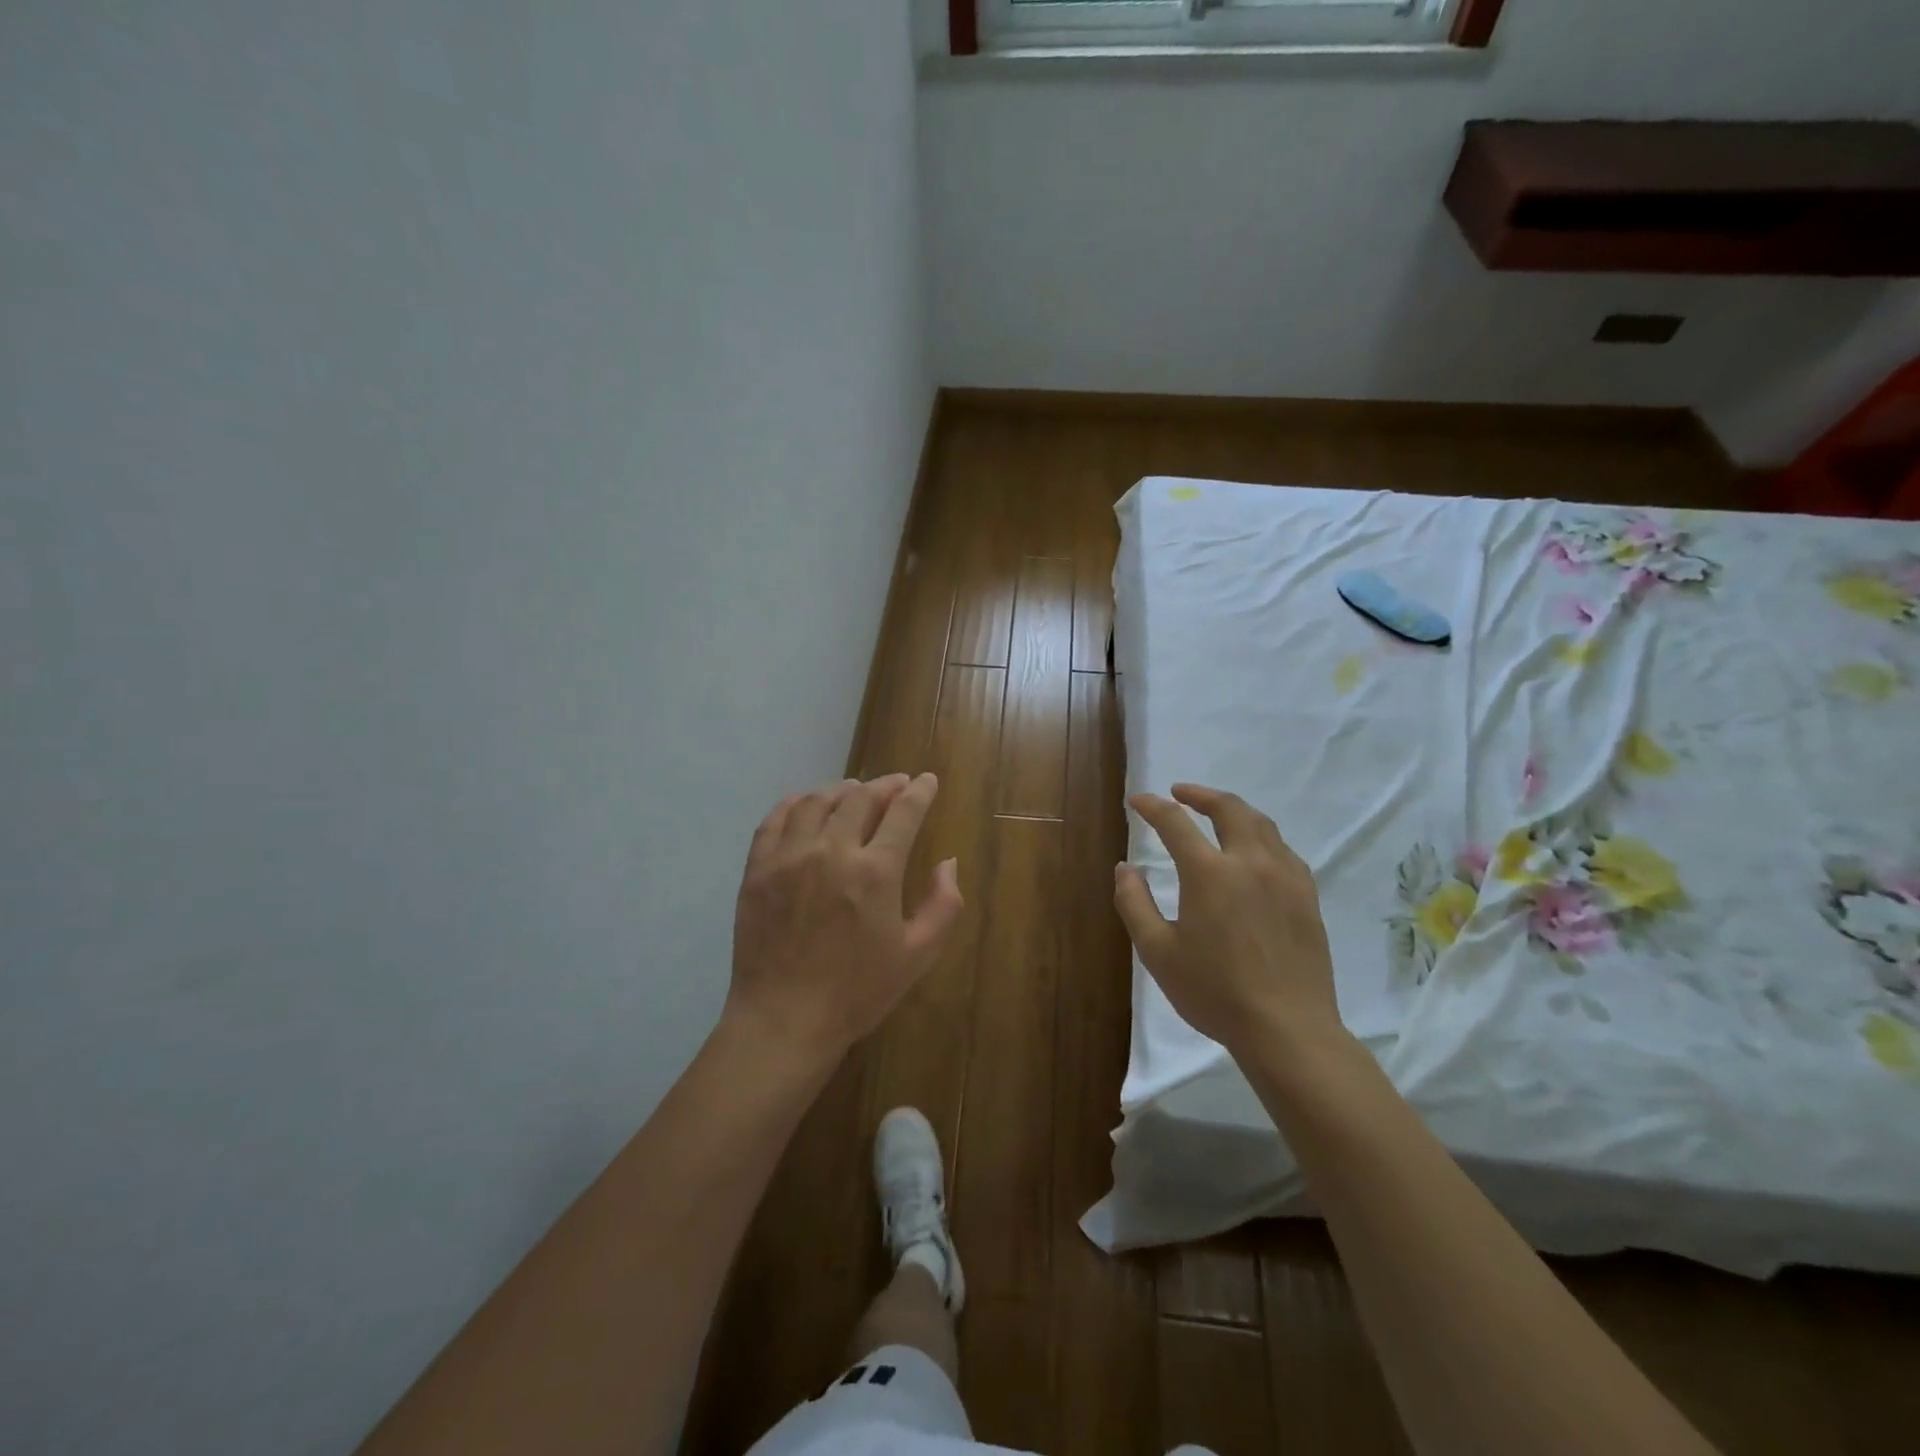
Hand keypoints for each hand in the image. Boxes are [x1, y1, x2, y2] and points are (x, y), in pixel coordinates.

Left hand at [724, 773, 963, 1068]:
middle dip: (885, 785)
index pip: (904, 812)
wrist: (784, 1021)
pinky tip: (804, 804)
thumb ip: (943, 904)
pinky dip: (793, 804)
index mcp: (876, 871)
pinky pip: (774, 820)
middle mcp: (832, 851)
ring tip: (853, 791)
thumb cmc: (858, 992)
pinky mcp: (757, 870)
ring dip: (841, 790)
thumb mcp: (918, 955)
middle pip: (861, 798)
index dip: (920, 791)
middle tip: (896, 785)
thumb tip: (948, 862)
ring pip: (816, 801)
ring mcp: (789, 857)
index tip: (928, 780)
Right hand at [1114, 783, 1342, 1054]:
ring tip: (1216, 813)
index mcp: (1209, 873)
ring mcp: (1285, 877)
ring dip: (1234, 809)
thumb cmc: (1214, 992)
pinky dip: (1261, 836)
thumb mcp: (1158, 952)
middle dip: (1200, 794)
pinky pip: (1283, 849)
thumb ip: (1135, 904)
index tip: (1137, 801)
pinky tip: (1254, 851)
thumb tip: (1125, 868)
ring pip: (1261, 824)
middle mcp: (1250, 862)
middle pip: (1228, 808)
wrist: (1288, 1029)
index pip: (1175, 822)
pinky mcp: (1307, 896)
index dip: (1153, 806)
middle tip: (1180, 792)